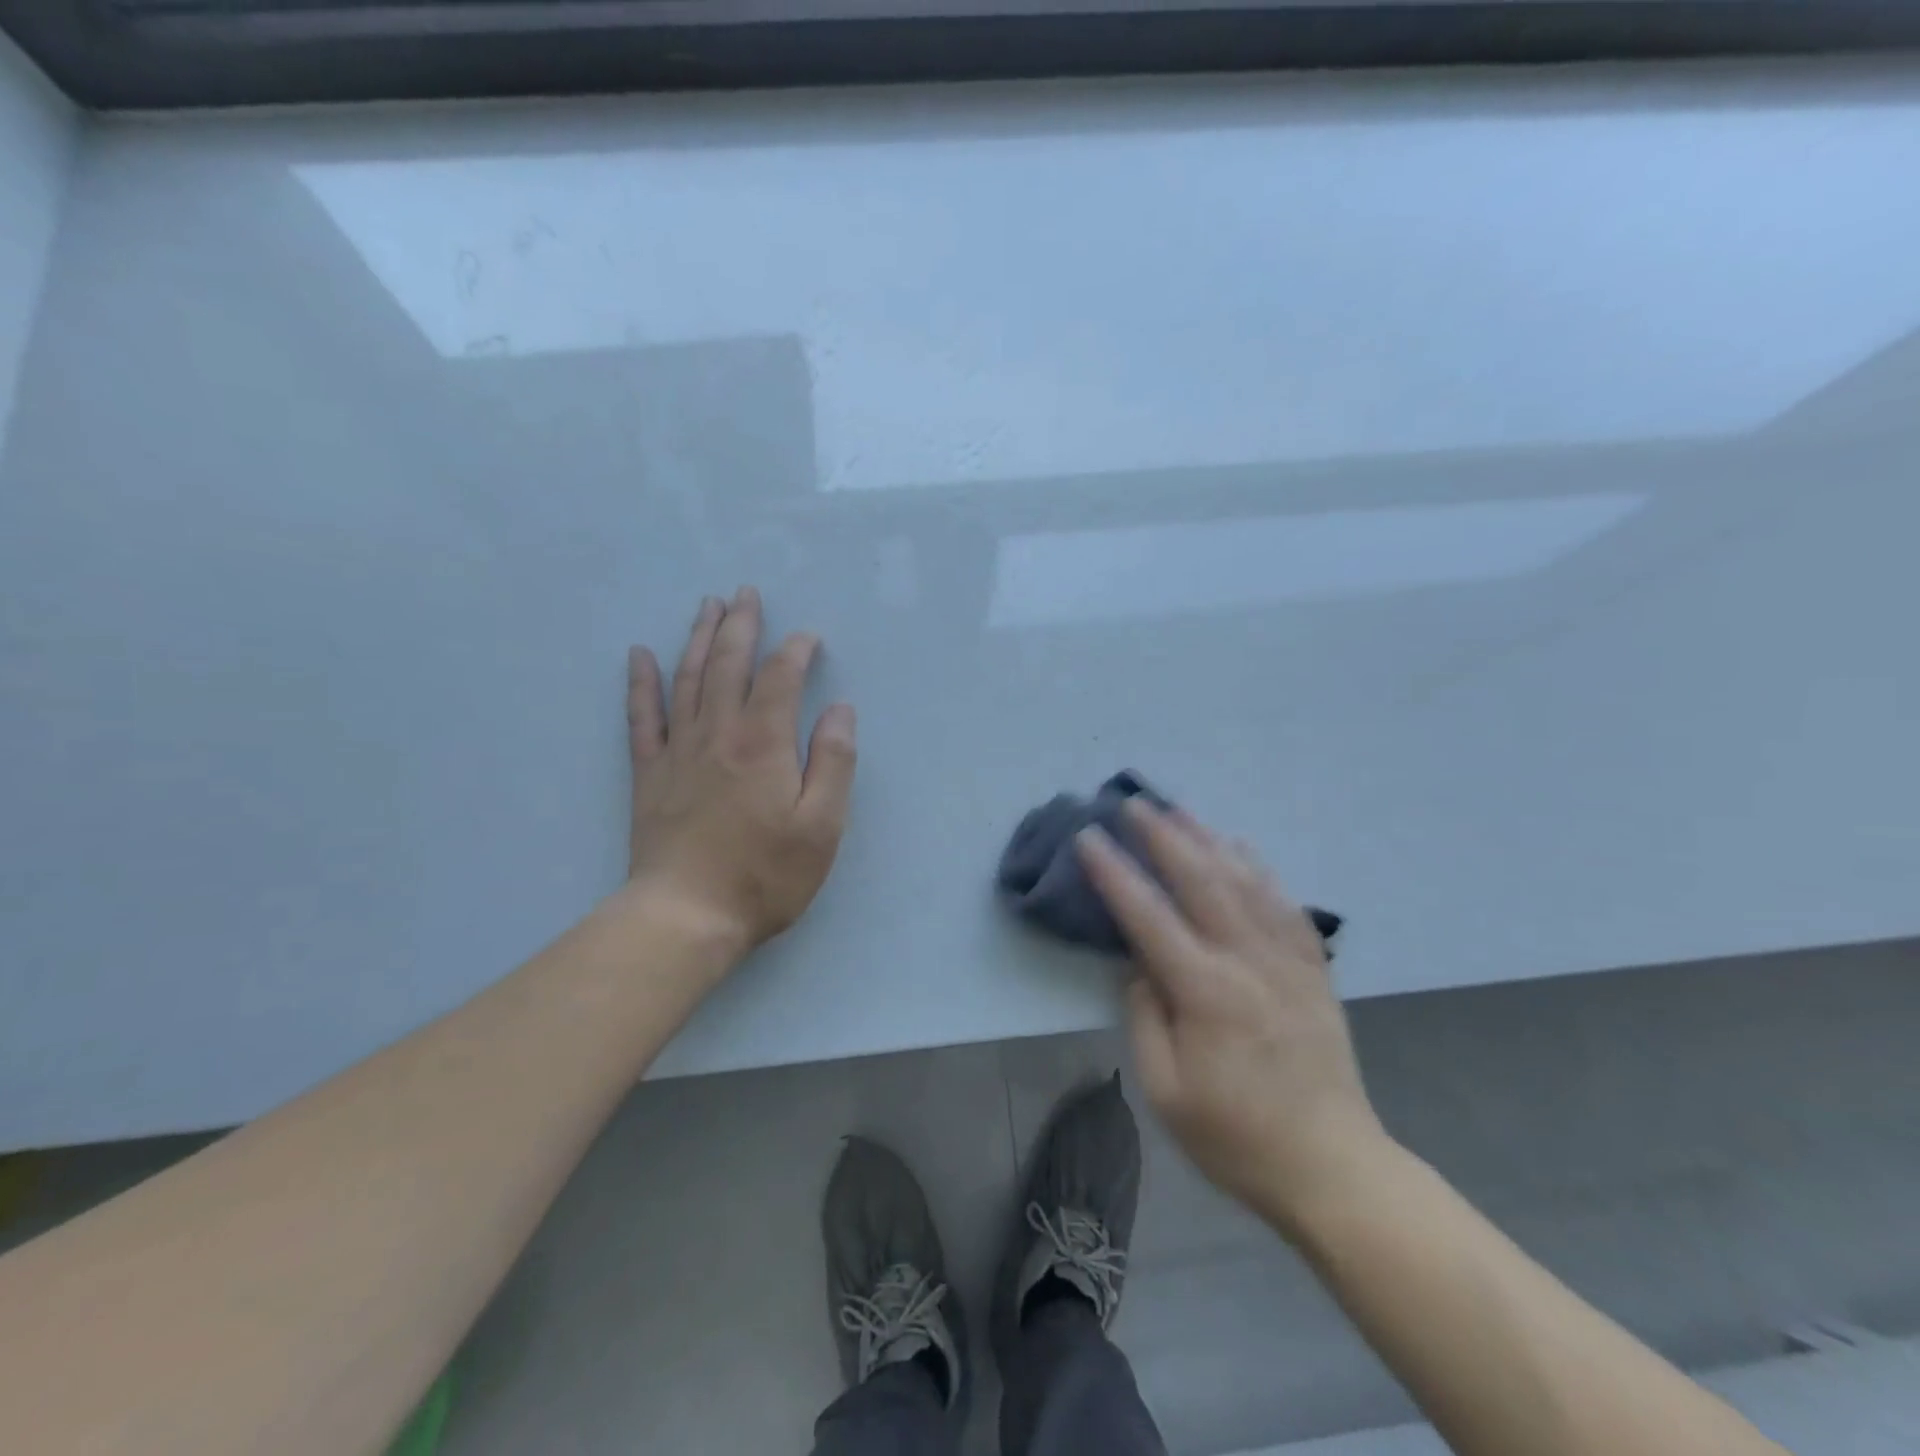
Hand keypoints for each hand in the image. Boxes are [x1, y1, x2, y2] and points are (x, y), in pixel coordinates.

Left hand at [624, 587, 856, 960]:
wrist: (686, 916)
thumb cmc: (765, 874)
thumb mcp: (822, 825)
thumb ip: (834, 761)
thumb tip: (840, 709)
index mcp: (763, 742)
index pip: (781, 677)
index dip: (797, 650)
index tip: (810, 637)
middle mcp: (718, 732)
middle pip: (729, 664)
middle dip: (741, 624)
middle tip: (746, 593)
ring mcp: (678, 750)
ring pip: (688, 678)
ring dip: (699, 638)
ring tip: (707, 606)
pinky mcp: (649, 773)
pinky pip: (642, 716)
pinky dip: (641, 682)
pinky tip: (640, 656)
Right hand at [1078, 802, 1391, 1235]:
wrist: (1332, 1167)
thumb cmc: (1235, 1136)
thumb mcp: (1166, 1090)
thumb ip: (1145, 1017)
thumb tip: (1139, 964)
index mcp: (1206, 993)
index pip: (1148, 917)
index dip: (1114, 873)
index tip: (1089, 837)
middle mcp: (1247, 962)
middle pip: (1201, 881)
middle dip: (1162, 836)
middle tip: (1133, 802)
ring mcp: (1287, 961)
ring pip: (1244, 881)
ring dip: (1207, 839)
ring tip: (1178, 810)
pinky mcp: (1312, 969)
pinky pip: (1283, 903)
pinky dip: (1258, 867)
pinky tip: (1240, 847)